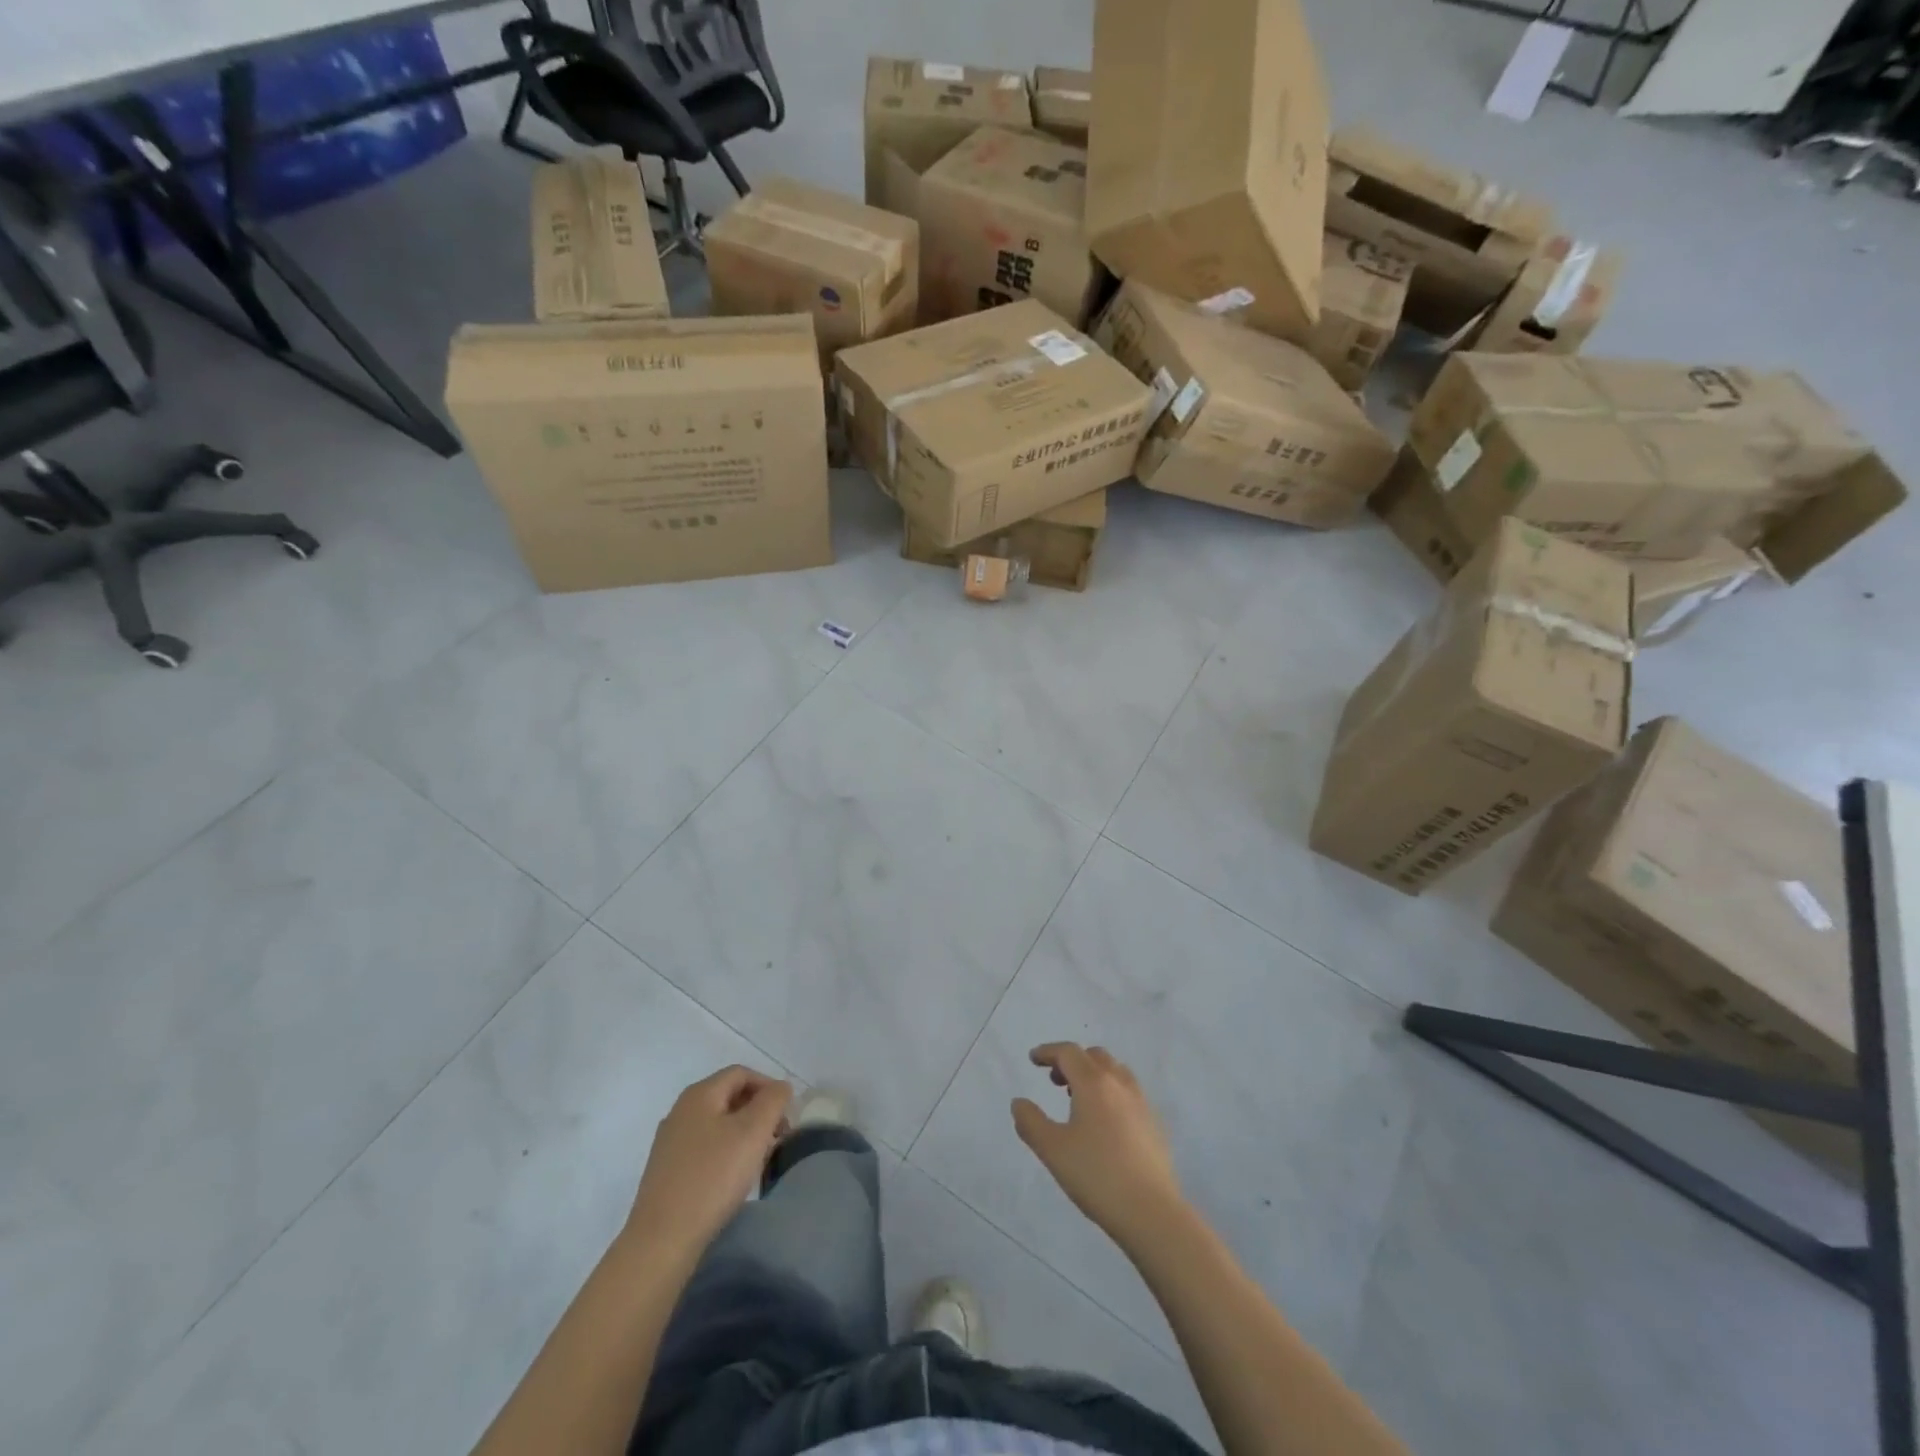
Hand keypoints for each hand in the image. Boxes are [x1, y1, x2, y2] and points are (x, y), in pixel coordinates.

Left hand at [626, 1066, 792, 1257]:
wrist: (662, 1240)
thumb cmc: (712, 1177)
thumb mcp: (753, 1131)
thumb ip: (773, 1100)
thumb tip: (779, 1088)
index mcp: (699, 1094)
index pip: (741, 1074)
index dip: (769, 1087)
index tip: (786, 1115)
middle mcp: (680, 1111)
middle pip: (728, 1097)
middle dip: (758, 1111)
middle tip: (777, 1137)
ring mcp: (669, 1142)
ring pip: (717, 1124)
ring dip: (743, 1134)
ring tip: (759, 1159)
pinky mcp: (666, 1171)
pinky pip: (704, 1148)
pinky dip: (725, 1152)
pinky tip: (733, 1178)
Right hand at [1012, 1043, 1186, 1247]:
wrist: (1152, 1212)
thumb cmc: (1097, 1175)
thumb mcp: (1053, 1150)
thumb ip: (1031, 1122)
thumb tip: (1019, 1103)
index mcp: (1094, 1083)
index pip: (1069, 1052)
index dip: (1048, 1051)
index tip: (1033, 1059)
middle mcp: (1119, 1084)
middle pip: (1094, 1056)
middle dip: (1072, 1060)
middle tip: (1055, 1080)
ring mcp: (1141, 1102)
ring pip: (1115, 1071)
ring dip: (1093, 1074)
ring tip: (1079, 1099)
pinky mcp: (1154, 1124)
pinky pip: (1128, 1092)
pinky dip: (1111, 1091)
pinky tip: (1105, 1122)